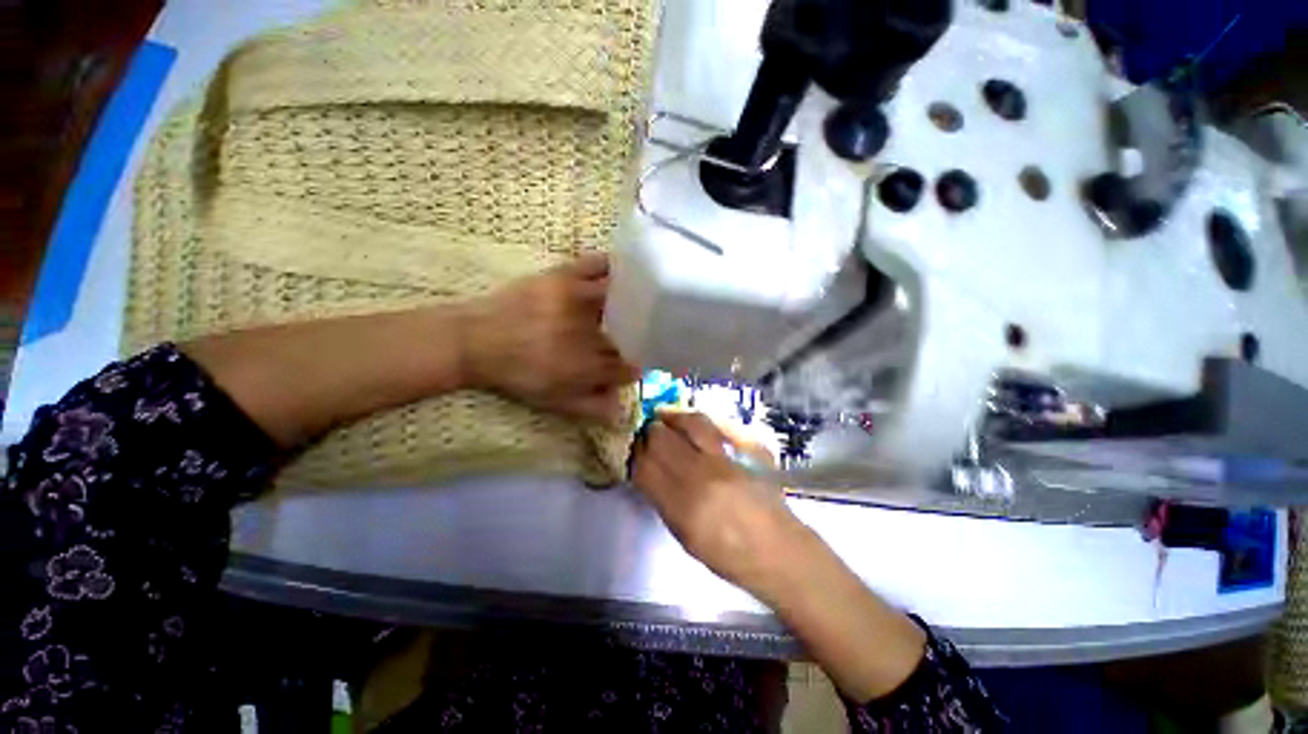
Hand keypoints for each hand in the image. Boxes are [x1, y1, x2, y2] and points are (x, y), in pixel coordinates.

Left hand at [461, 254, 639, 422]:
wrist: (475, 341)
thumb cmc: (515, 375)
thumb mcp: (553, 401)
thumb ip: (591, 407)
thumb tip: (620, 412)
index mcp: (589, 365)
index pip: (628, 368)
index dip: (633, 368)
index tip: (631, 366)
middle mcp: (591, 332)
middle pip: (629, 333)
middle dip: (635, 337)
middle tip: (632, 337)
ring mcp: (579, 300)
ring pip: (623, 297)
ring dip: (632, 302)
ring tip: (633, 305)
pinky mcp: (563, 276)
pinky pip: (598, 265)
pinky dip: (613, 267)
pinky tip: (618, 274)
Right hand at [633, 410, 927, 703]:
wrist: (780, 551)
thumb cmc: (729, 556)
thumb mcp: (685, 537)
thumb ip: (663, 500)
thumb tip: (648, 471)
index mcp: (681, 508)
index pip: (644, 467)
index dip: (633, 454)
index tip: (631, 449)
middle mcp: (701, 477)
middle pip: (661, 440)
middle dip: (648, 433)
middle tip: (646, 433)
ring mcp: (727, 459)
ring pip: (687, 424)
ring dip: (670, 418)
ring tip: (663, 417)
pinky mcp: (747, 449)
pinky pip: (715, 424)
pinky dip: (695, 419)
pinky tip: (688, 419)